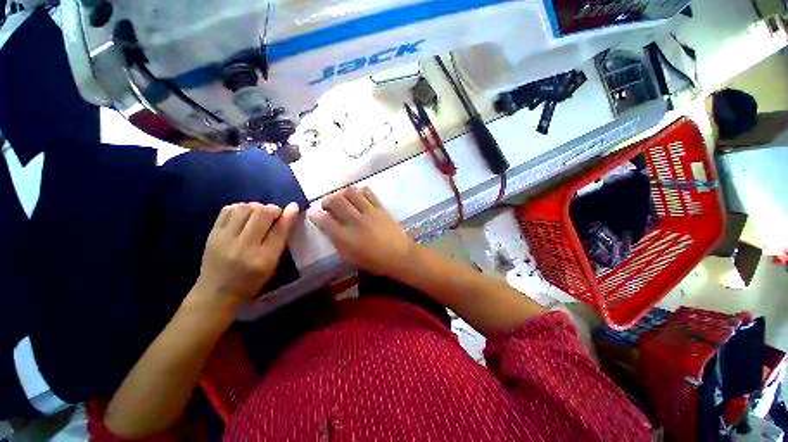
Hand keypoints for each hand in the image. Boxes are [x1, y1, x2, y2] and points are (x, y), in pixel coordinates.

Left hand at [193, 202, 299, 307]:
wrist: (216, 292)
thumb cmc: (251, 280)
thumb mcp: (272, 263)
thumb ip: (281, 238)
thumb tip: (291, 212)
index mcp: (263, 258)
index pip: (279, 230)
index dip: (289, 215)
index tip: (294, 207)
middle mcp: (244, 246)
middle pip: (261, 213)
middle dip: (272, 209)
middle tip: (274, 215)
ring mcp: (224, 238)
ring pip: (245, 208)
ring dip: (257, 207)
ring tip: (259, 215)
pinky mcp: (212, 233)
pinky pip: (228, 209)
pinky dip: (240, 208)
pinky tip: (244, 216)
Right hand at [308, 187, 415, 277]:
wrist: (399, 255)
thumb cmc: (374, 261)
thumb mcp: (350, 258)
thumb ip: (337, 242)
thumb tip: (329, 229)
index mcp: (345, 237)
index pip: (324, 220)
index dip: (314, 214)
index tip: (312, 212)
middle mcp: (354, 220)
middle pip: (335, 201)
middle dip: (326, 200)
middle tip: (327, 204)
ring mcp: (368, 211)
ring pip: (350, 192)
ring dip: (342, 193)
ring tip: (342, 198)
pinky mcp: (380, 207)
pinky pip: (368, 192)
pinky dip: (359, 191)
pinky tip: (358, 196)